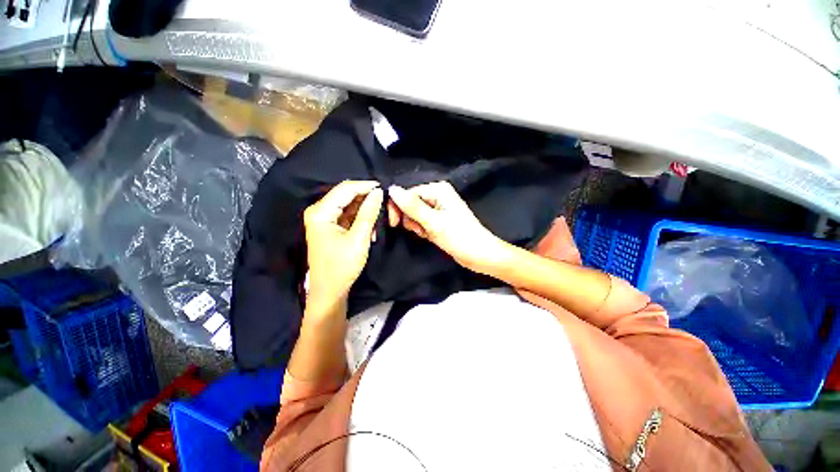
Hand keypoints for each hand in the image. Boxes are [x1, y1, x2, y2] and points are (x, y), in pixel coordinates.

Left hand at [305, 181, 382, 311]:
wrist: (330, 291)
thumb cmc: (342, 266)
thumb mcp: (359, 238)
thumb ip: (369, 213)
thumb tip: (378, 192)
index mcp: (321, 212)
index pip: (345, 189)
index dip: (365, 186)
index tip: (384, 187)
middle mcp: (319, 211)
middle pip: (346, 196)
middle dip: (366, 200)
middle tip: (384, 205)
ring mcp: (324, 219)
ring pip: (349, 206)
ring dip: (365, 212)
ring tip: (377, 224)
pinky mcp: (329, 227)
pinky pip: (347, 216)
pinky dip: (360, 220)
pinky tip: (370, 231)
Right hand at [387, 182, 508, 273]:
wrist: (480, 255)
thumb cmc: (459, 237)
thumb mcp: (433, 222)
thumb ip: (412, 206)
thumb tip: (391, 189)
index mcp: (438, 189)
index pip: (407, 193)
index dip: (398, 208)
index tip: (394, 224)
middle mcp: (438, 195)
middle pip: (410, 203)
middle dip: (411, 219)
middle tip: (421, 230)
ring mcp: (439, 207)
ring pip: (415, 214)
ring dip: (417, 226)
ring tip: (428, 233)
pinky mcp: (439, 219)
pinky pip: (422, 221)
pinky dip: (423, 230)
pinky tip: (430, 236)